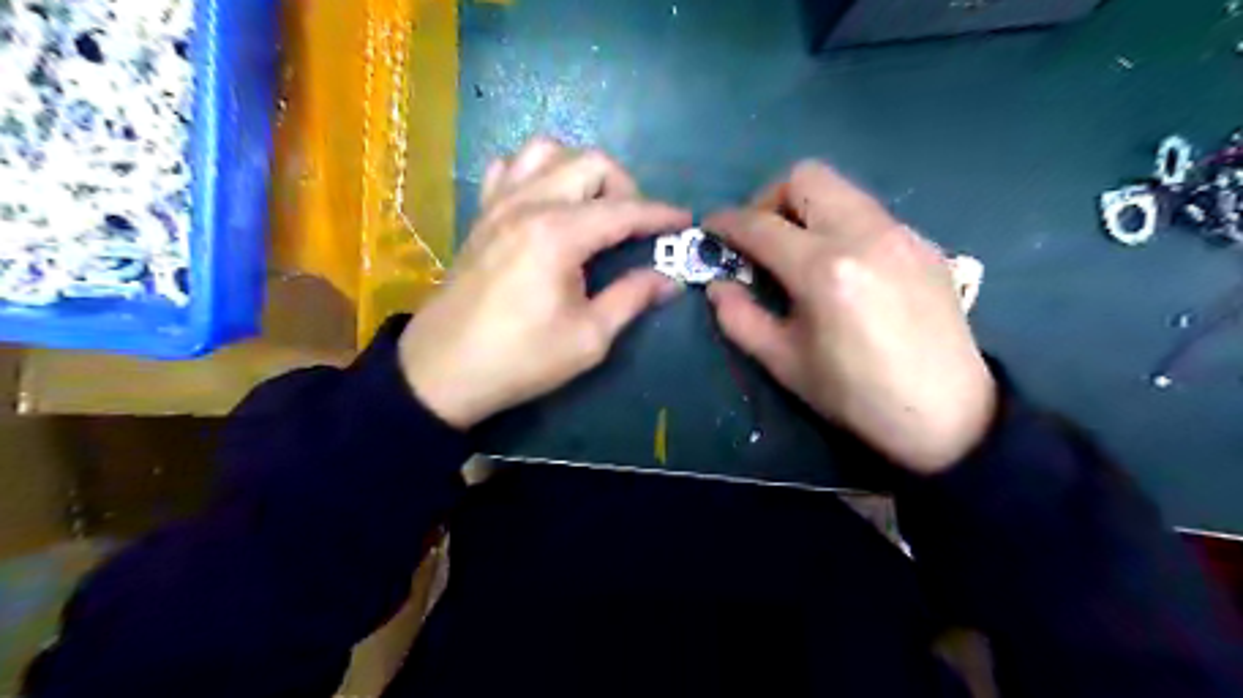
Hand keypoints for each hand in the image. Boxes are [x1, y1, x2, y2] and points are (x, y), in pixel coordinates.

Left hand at [401, 136, 683, 429]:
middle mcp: (529, 204)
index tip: (686, 221)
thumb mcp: (588, 338)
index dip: (661, 214)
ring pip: (547, 151)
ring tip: (591, 208)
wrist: (443, 371)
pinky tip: (544, 203)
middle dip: (625, 187)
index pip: (624, 210)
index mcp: (559, 234)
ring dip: (580, 171)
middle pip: (590, 163)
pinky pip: (510, 167)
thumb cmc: (521, 359)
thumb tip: (669, 279)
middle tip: (634, 227)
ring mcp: (499, 204)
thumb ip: (631, 298)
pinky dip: (536, 172)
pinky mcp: (481, 215)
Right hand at [703, 160, 997, 475]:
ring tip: (800, 251)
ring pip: (842, 189)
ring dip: (807, 209)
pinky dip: (842, 225)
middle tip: (762, 238)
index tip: (712, 228)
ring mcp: (901, 234)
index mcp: (824, 270)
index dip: (727, 221)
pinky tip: (844, 268)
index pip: (761, 225)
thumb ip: (740, 318)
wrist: (947, 414)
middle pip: (806, 177)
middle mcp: (864, 234)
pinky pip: (870, 214)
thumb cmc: (855, 395)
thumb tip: (718, 286)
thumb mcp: (784, 363)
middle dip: (770, 199)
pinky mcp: (924, 244)